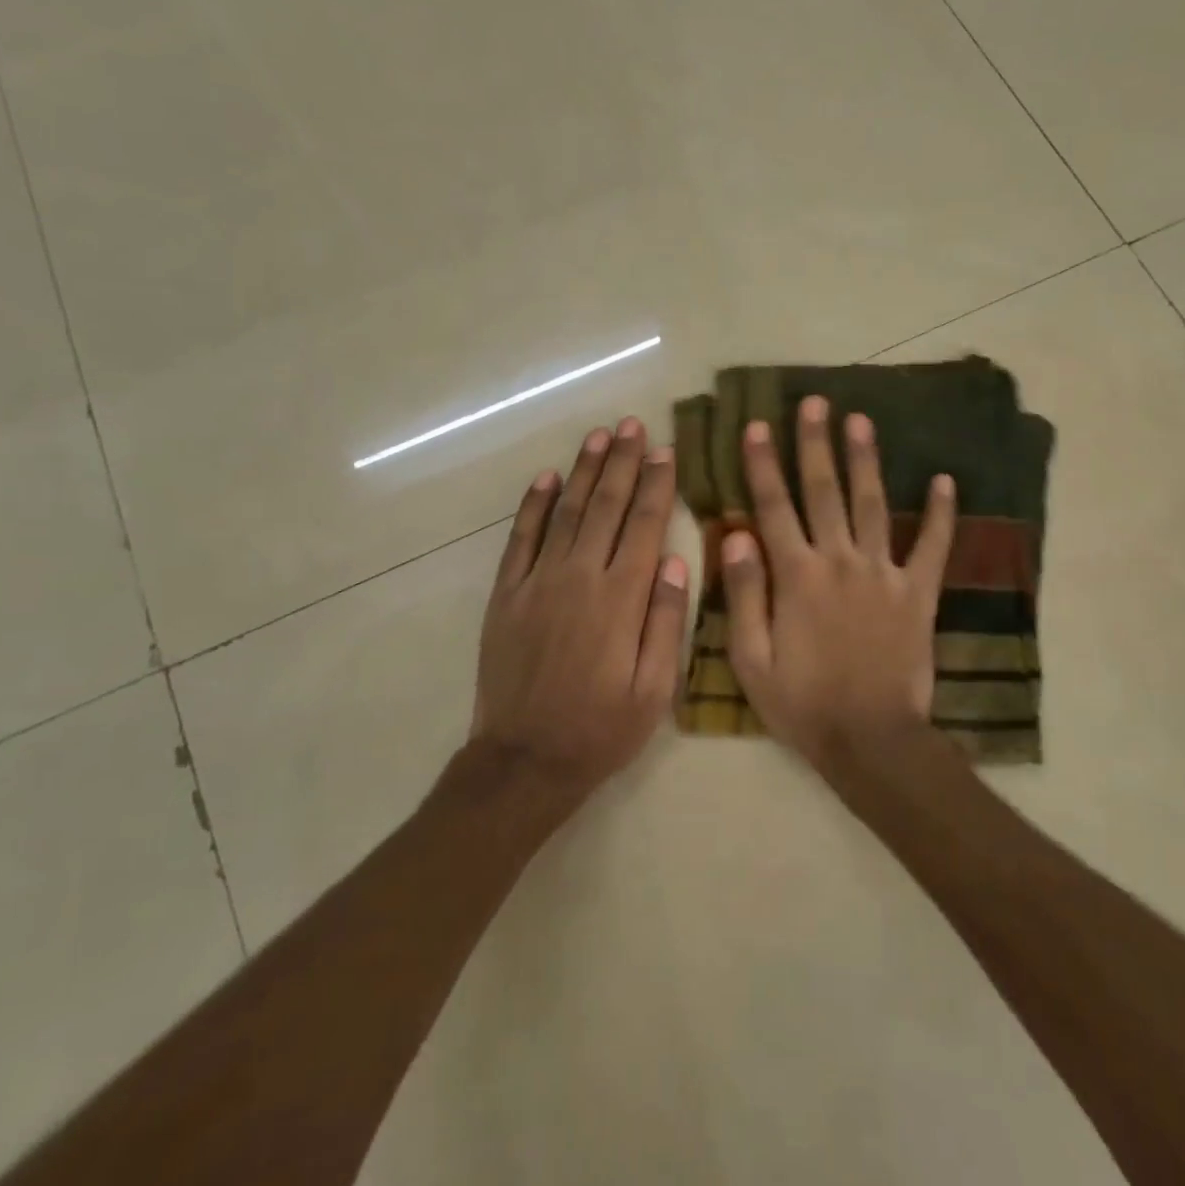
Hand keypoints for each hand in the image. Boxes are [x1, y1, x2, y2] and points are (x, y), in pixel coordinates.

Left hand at [473, 417, 688, 791]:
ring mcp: (538, 582)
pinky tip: (547, 478)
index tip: (665, 451)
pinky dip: (534, 505)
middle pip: (607, 506)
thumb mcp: (655, 690)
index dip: (656, 484)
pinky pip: (521, 538)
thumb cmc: (601, 729)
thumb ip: (667, 621)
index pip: (644, 525)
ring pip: (567, 512)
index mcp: (621, 598)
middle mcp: (580, 577)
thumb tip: (677, 561)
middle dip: (623, 462)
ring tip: (599, 436)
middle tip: (633, 425)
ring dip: (585, 471)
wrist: (525, 760)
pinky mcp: (507, 594)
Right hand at [722, 395, 956, 769]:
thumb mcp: (751, 659)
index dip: (764, 464)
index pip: (774, 507)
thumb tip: (736, 534)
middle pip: (824, 492)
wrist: (870, 741)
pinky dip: (940, 513)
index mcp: (796, 576)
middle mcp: (839, 562)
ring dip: (866, 460)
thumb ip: (744, 593)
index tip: (759, 425)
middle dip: (816, 444)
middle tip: (815, 402)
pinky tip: (945, 479)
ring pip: (872, 505)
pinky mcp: (918, 592)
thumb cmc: (803, 704)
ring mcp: (883, 574)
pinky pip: (932, 546)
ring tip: (862, 419)